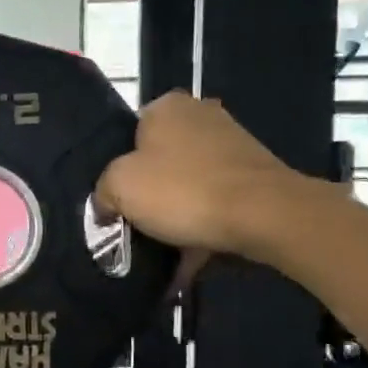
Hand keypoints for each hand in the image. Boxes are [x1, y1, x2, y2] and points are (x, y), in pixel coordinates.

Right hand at [94, 91, 327, 263]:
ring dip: (176, 215)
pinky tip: (191, 260)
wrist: (264, 215)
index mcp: (166, 107)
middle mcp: (201, 114)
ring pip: (188, 184)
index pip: (129, 135)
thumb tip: (106, 206)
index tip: (117, 200)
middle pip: (159, 160)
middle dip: (150, 194)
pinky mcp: (254, 175)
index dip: (119, 169)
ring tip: (164, 251)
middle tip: (136, 225)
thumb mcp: (120, 186)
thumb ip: (103, 191)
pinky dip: (202, 227)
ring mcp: (233, 144)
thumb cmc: (183, 190)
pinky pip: (215, 202)